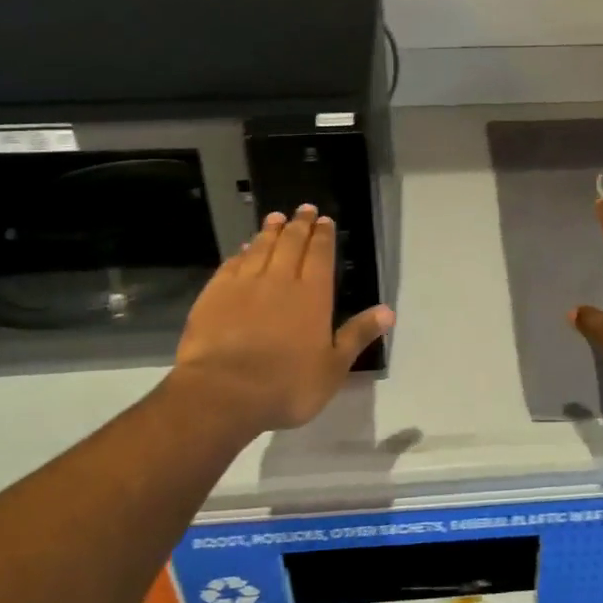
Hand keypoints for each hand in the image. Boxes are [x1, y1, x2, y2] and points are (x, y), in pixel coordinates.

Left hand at [170, 205, 394, 433]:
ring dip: (270, 231)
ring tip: (275, 218)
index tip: (325, 220)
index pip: (320, 255)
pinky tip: (242, 249)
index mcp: (313, 295)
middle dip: (299, 225)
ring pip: (260, 248)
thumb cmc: (286, 385)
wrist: (223, 393)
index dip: (323, 236)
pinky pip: (231, 264)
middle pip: (291, 244)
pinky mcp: (214, 295)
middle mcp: (280, 280)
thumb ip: (358, 334)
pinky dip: (240, 253)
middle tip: (304, 209)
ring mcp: (244, 285)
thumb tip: (388, 311)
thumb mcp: (333, 367)